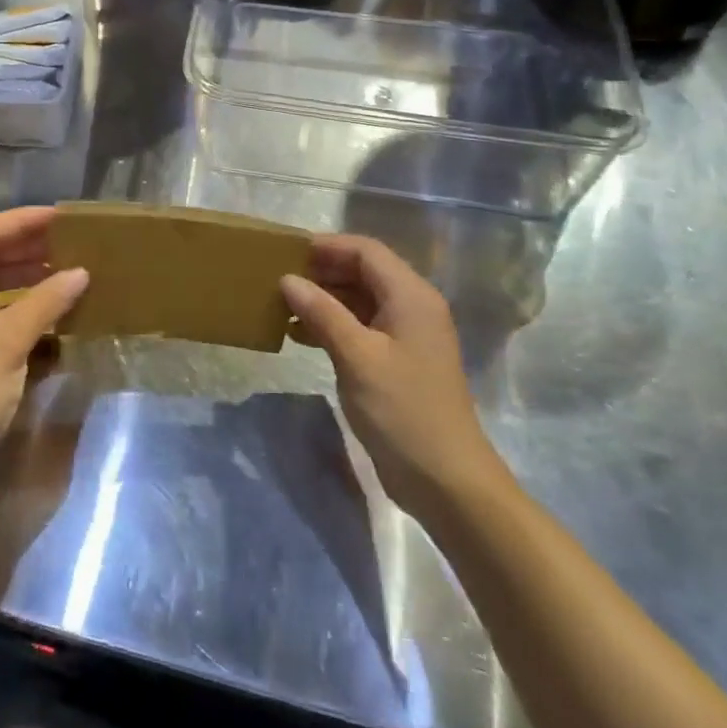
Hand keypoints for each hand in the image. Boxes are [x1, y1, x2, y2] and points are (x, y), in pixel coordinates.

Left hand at [0, 207, 87, 491]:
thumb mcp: (8, 340)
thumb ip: (45, 301)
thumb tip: (81, 272)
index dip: (23, 220)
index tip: (61, 217)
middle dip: (27, 245)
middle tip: (69, 241)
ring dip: (25, 273)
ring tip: (66, 268)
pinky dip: (20, 301)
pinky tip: (50, 306)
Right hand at [282, 235, 499, 520]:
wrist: (447, 482)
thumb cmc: (402, 410)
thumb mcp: (357, 357)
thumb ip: (322, 313)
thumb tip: (288, 279)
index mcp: (411, 296)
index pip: (366, 251)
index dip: (327, 246)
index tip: (287, 251)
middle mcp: (413, 307)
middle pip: (364, 272)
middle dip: (322, 271)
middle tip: (279, 277)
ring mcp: (407, 336)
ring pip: (360, 300)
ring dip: (324, 299)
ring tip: (282, 305)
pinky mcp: (398, 362)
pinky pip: (362, 327)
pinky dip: (333, 324)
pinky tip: (300, 335)